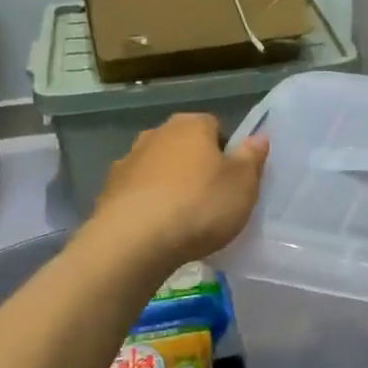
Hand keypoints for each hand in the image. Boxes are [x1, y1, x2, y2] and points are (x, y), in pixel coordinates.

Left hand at [93, 113, 269, 270]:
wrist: (133, 242)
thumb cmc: (199, 206)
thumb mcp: (242, 184)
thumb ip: (252, 158)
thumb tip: (258, 137)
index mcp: (191, 125)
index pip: (214, 126)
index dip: (226, 152)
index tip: (232, 180)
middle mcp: (156, 134)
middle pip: (184, 146)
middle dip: (196, 167)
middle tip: (211, 199)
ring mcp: (127, 161)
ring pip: (158, 169)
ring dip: (169, 185)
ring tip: (182, 220)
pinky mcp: (108, 191)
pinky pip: (137, 193)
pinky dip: (147, 205)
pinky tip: (157, 231)